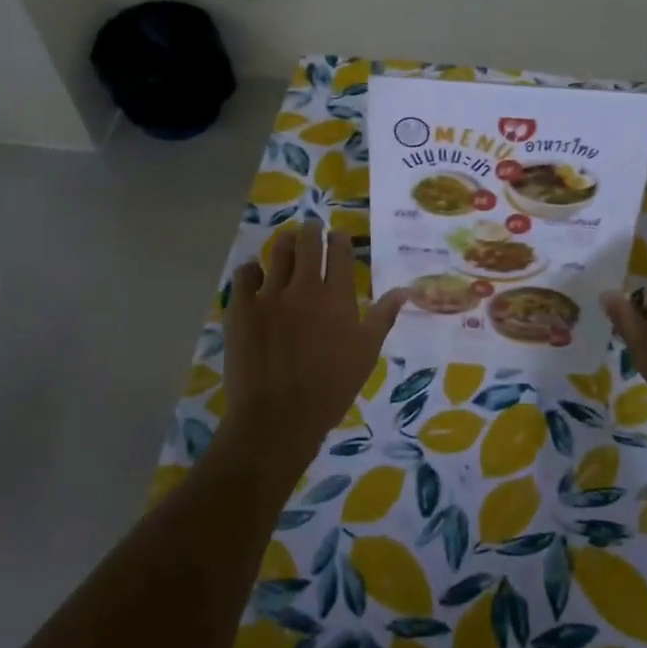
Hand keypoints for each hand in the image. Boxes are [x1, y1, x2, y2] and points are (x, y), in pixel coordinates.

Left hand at [221, 220, 406, 474]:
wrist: (278, 419)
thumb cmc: (330, 390)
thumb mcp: (366, 354)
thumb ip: (383, 317)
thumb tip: (405, 290)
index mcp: (338, 298)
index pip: (340, 252)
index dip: (339, 239)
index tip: (338, 237)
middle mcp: (305, 288)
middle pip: (307, 242)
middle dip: (311, 230)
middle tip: (311, 228)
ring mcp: (270, 295)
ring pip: (277, 251)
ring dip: (284, 242)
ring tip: (286, 242)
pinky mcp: (242, 308)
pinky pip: (245, 274)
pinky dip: (252, 270)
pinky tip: (255, 275)